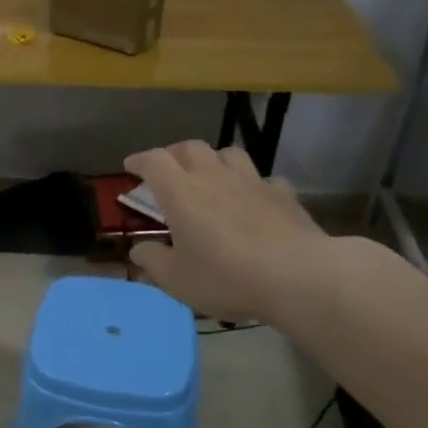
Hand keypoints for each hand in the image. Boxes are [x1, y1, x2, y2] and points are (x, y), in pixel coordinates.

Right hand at [124, 142, 328, 324]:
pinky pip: (263, 179)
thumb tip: (139, 249)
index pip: (154, 161)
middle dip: (174, 154)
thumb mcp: (176, 279)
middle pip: (190, 148)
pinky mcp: (283, 194)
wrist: (297, 276)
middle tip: (167, 169)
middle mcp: (214, 177)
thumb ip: (152, 260)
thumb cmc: (226, 277)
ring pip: (228, 154)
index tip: (130, 167)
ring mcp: (252, 182)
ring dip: (214, 160)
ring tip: (210, 176)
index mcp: (181, 193)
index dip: (139, 160)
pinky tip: (253, 199)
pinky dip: (251, 184)